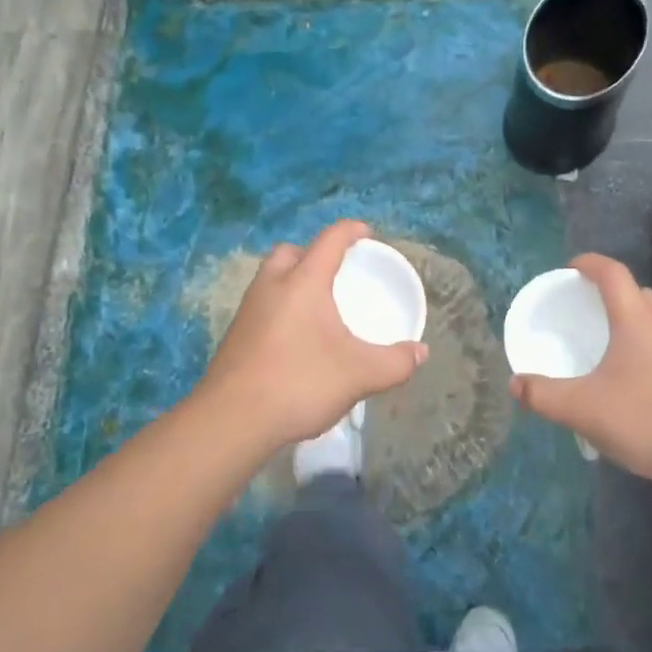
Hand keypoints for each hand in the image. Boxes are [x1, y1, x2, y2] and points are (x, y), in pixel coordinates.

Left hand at [196, 220, 426, 449]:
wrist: (231, 420)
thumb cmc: (299, 382)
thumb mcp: (359, 374)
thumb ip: (394, 363)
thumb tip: (420, 353)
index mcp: (303, 281)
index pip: (329, 240)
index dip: (350, 231)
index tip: (367, 233)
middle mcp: (272, 285)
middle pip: (290, 252)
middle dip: (313, 253)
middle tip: (334, 272)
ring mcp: (247, 310)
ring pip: (270, 278)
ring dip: (291, 280)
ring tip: (316, 306)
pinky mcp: (235, 336)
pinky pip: (261, 305)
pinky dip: (279, 308)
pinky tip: (293, 338)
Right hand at [508, 254, 651, 492]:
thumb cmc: (648, 422)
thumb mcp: (583, 410)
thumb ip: (544, 396)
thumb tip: (514, 385)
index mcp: (636, 320)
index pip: (612, 273)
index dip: (589, 263)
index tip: (569, 269)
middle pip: (637, 292)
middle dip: (610, 293)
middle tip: (586, 310)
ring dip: (632, 318)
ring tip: (611, 344)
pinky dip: (650, 345)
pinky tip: (639, 378)